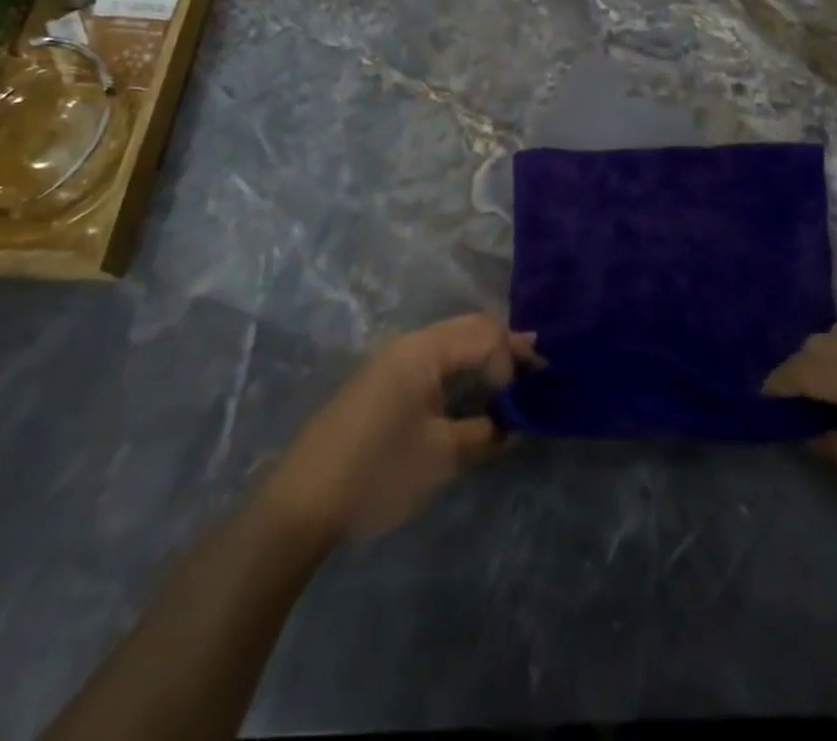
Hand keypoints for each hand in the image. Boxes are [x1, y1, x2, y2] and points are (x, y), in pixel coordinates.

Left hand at [262, 315, 534, 545]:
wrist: (298, 506)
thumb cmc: (378, 472)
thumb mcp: (443, 457)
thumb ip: (486, 434)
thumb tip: (514, 425)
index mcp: (424, 349)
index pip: (485, 333)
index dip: (513, 359)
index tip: (529, 398)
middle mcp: (409, 344)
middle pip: (470, 330)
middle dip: (505, 349)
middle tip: (538, 371)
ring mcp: (391, 363)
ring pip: (451, 345)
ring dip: (484, 360)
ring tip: (513, 380)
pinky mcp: (380, 385)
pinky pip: (433, 363)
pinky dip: (461, 372)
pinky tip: (472, 394)